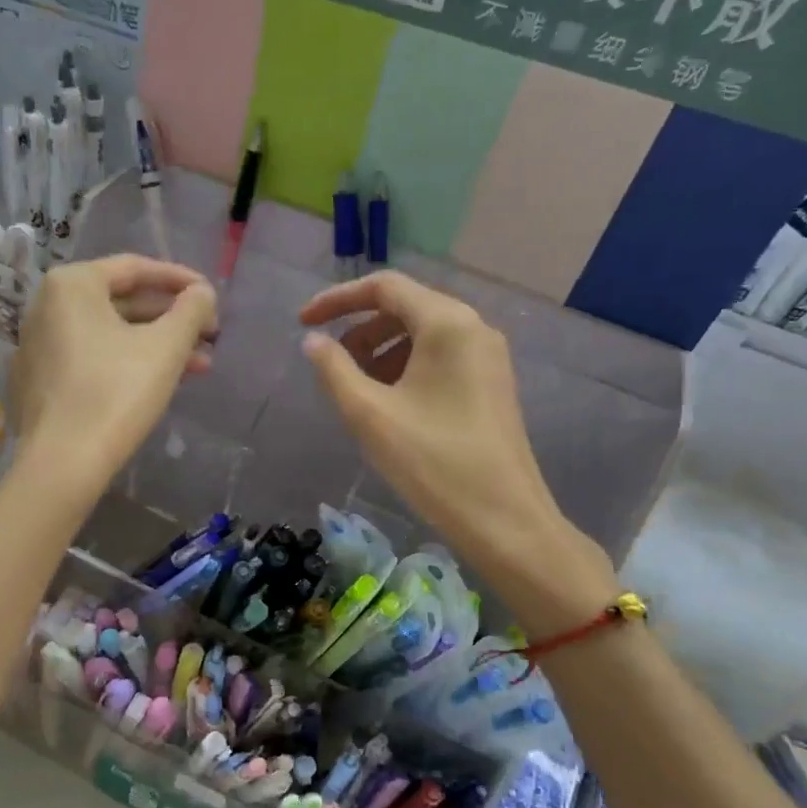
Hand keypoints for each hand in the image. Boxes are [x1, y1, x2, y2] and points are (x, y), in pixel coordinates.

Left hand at [9, 255, 216, 497]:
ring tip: (199, 366)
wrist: (63, 462)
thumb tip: (203, 294)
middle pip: (122, 302)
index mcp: (72, 285)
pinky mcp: (39, 382)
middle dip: (172, 320)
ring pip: (109, 334)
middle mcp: (46, 307)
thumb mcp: (166, 346)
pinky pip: (90, 359)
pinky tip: (159, 384)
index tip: (211, 296)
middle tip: (210, 336)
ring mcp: (38, 346)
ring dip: (156, 346)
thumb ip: (191, 310)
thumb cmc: (117, 392)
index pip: (135, 268)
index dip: (180, 280)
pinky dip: (126, 363)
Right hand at [300, 272, 607, 594]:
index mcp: (447, 323)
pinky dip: (405, 368)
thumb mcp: (369, 414)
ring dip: (381, 351)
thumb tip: (313, 341)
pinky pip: (440, 358)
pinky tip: (389, 404)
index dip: (337, 299)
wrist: (504, 520)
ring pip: (422, 335)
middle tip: (331, 364)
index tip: (302, 321)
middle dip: (360, 329)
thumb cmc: (432, 462)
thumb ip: (334, 369)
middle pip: (405, 308)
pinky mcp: (491, 384)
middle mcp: (473, 328)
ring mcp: (487, 357)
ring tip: (356, 390)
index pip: (384, 287)